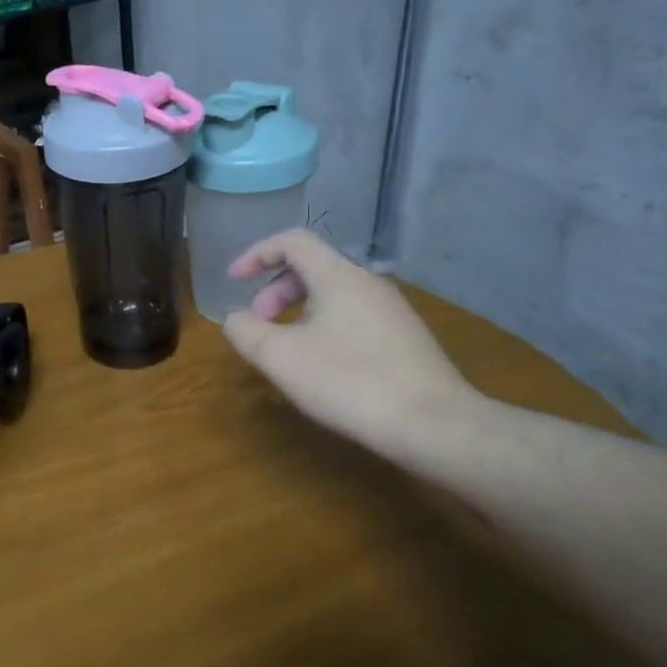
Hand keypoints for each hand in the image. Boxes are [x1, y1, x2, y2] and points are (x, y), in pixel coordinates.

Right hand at [221, 228, 480, 453]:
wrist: (433, 425)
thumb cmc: (349, 381)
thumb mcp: (280, 357)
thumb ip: (246, 330)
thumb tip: (235, 317)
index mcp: (338, 276)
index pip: (292, 241)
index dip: (256, 254)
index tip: (233, 280)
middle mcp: (368, 282)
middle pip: (312, 267)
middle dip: (274, 291)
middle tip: (258, 324)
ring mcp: (392, 310)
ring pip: (333, 294)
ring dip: (298, 311)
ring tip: (286, 348)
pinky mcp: (404, 337)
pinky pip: (352, 316)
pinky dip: (323, 326)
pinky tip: (322, 365)